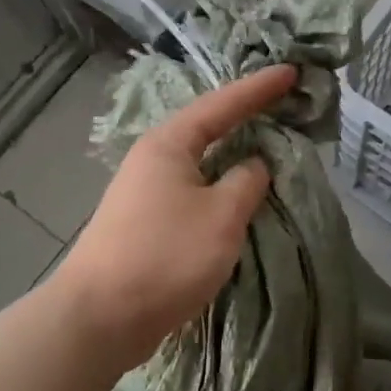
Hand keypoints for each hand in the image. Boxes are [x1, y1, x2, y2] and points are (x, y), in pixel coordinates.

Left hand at [49, 64, 295, 372]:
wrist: (99, 318)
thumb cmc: (165, 256)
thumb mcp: (221, 216)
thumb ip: (247, 182)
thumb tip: (254, 165)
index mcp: (169, 144)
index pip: (222, 104)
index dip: (259, 88)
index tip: (291, 72)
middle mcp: (153, 159)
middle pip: (207, 127)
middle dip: (245, 115)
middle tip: (283, 104)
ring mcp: (145, 191)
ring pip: (201, 161)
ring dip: (233, 153)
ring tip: (267, 145)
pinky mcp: (145, 222)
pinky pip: (194, 189)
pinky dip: (220, 185)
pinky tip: (236, 194)